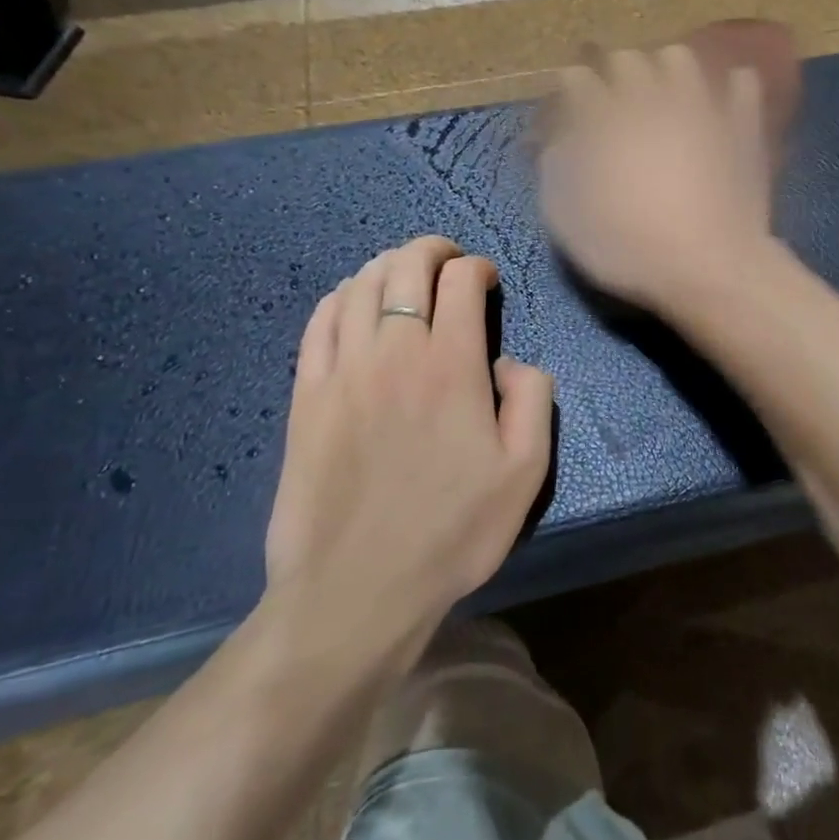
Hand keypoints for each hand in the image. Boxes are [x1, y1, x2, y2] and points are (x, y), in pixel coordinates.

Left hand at [263, 236, 553, 657]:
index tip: (488, 282)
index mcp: (452, 365)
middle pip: (406, 267)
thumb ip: (533, 399)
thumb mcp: (526, 471)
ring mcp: (342, 371)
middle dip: (432, 251)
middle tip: (449, 260)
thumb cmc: (453, 531)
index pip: (460, 281)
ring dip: (387, 266)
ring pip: (360, 286)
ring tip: (404, 274)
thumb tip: (509, 362)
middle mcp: (394, 352)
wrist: (358, 588)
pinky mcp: (305, 395)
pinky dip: (340, 298)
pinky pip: (319, 322)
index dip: (478, 268)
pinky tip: (353, 303)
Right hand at [540, 45, 775, 314]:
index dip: (569, 92)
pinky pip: (740, 83)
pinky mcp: (741, 125)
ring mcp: (702, 107)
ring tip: (663, 95)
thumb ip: (555, 171)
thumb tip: (557, 142)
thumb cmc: (631, 251)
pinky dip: (728, 87)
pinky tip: (720, 102)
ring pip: (680, 58)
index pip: (577, 79)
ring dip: (664, 70)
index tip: (569, 110)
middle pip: (626, 59)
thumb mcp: (568, 222)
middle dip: (612, 74)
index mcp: (605, 120)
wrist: (711, 269)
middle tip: (612, 101)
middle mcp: (651, 99)